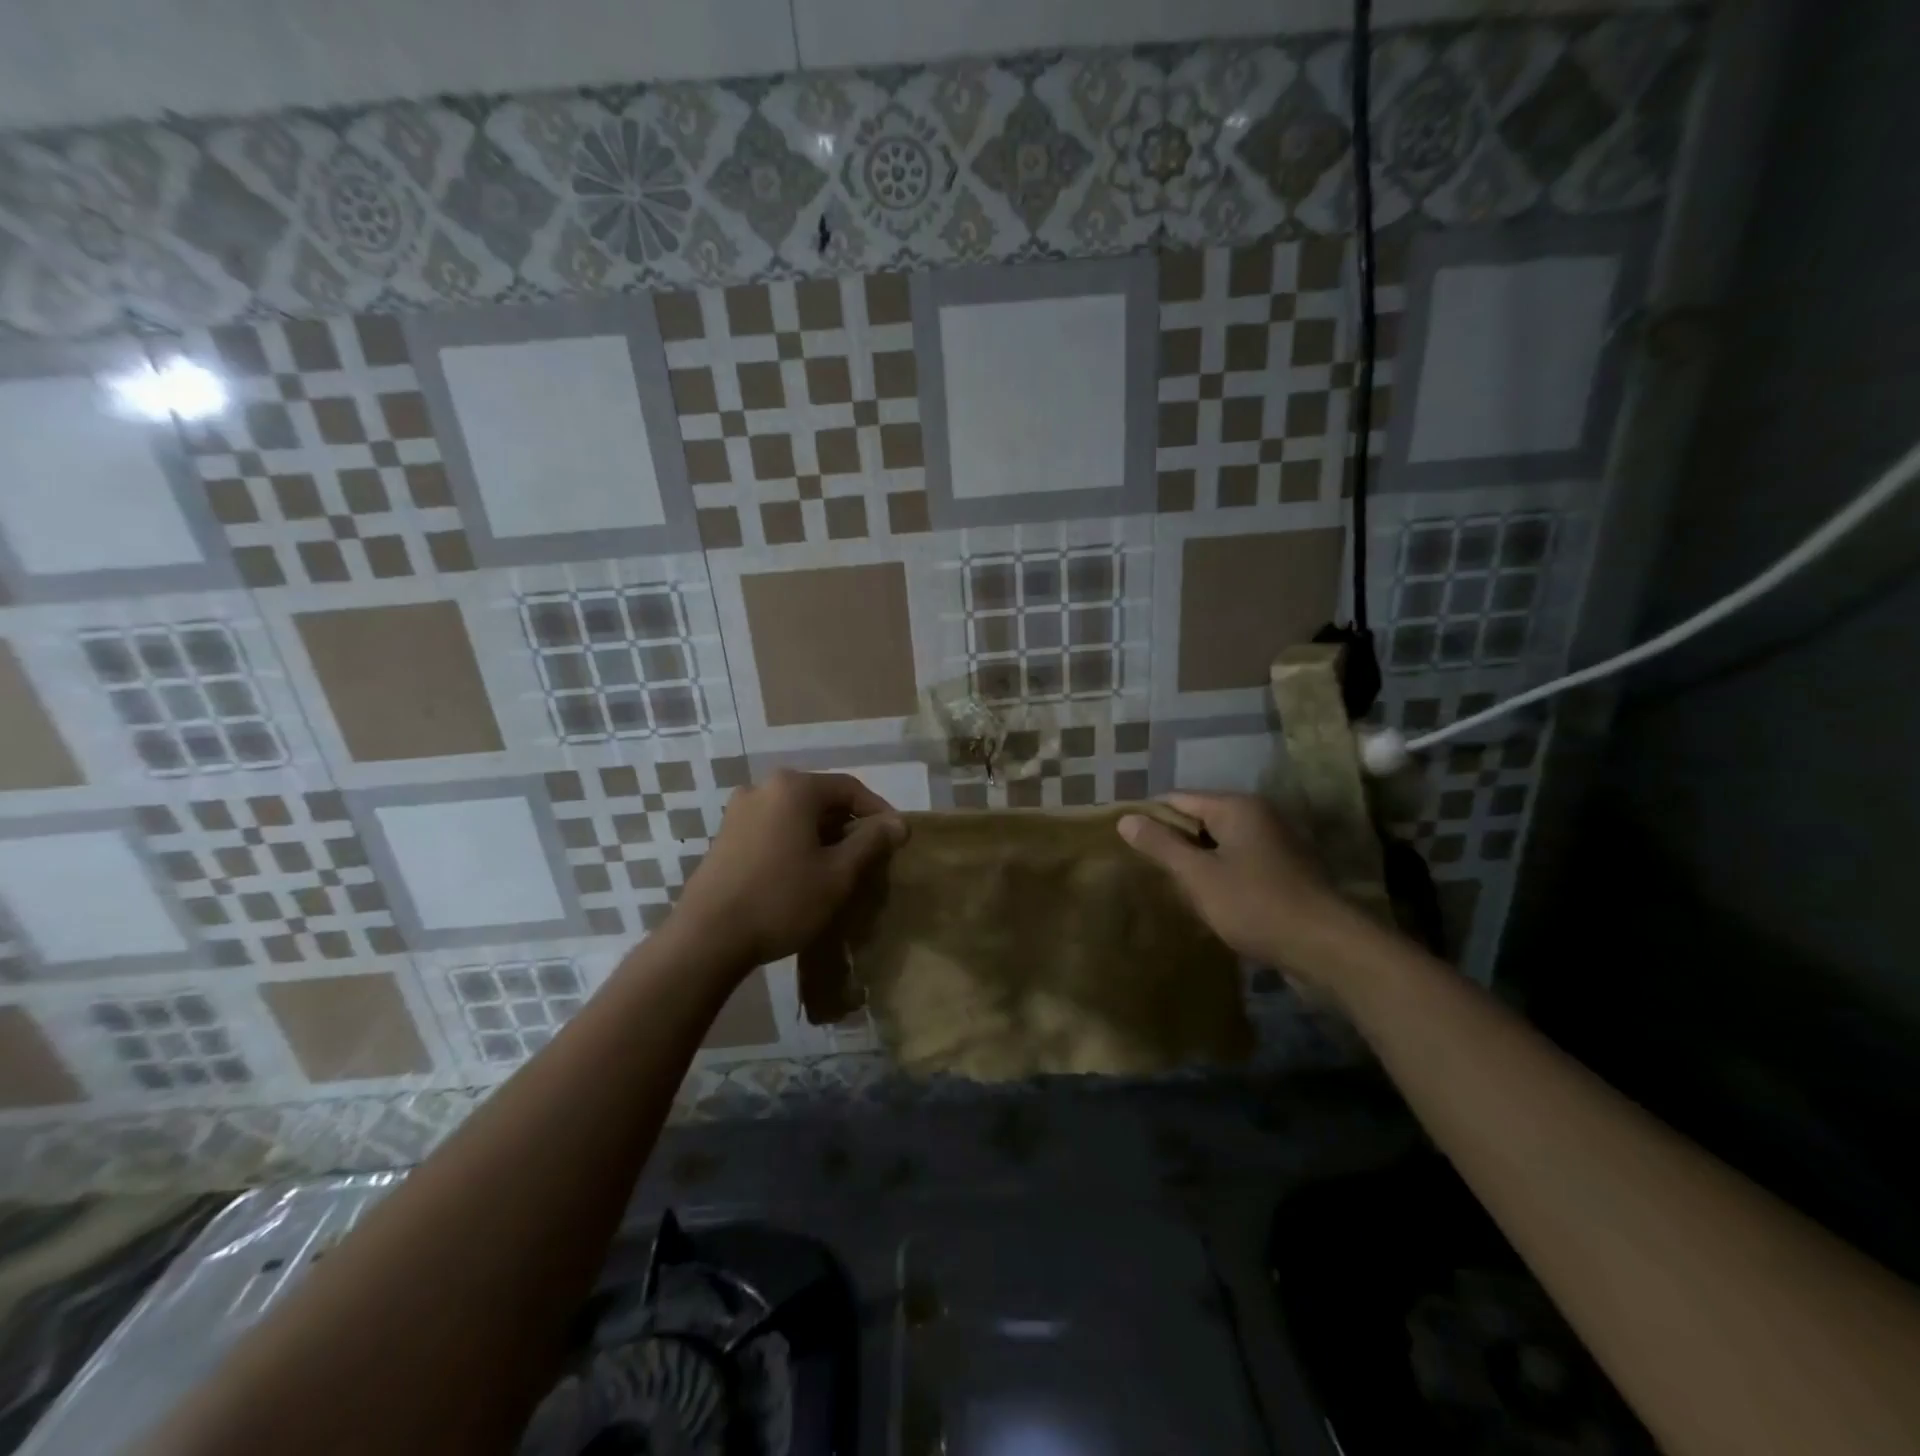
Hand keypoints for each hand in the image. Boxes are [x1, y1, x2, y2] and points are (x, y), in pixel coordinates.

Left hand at [672, 770, 905, 969]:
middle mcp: (763, 787)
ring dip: (821, 836)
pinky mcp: (724, 835)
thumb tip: (900, 822)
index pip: (850, 788)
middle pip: (821, 799)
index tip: (895, 841)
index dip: (878, 812)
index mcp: (793, 787)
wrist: (706, 939)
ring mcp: (738, 811)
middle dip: (848, 826)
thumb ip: (871, 842)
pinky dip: (794, 843)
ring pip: (795, 815)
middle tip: (868, 858)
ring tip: (837, 869)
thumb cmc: (781, 900)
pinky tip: (801, 874)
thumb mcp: (837, 874)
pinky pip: (773, 828)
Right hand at [1118, 792, 1350, 981]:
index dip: (1150, 818)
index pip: (1178, 799)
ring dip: (1196, 863)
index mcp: (1237, 807)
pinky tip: (1205, 901)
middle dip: (1173, 842)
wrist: (1327, 948)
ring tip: (1169, 887)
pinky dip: (1219, 876)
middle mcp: (1258, 816)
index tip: (1125, 842)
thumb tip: (1125, 818)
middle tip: (1143, 868)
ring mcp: (1275, 844)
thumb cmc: (1256, 904)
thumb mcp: (1199, 875)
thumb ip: (1161, 845)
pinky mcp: (1284, 872)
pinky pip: (1239, 864)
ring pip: (1220, 845)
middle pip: (1200, 820)